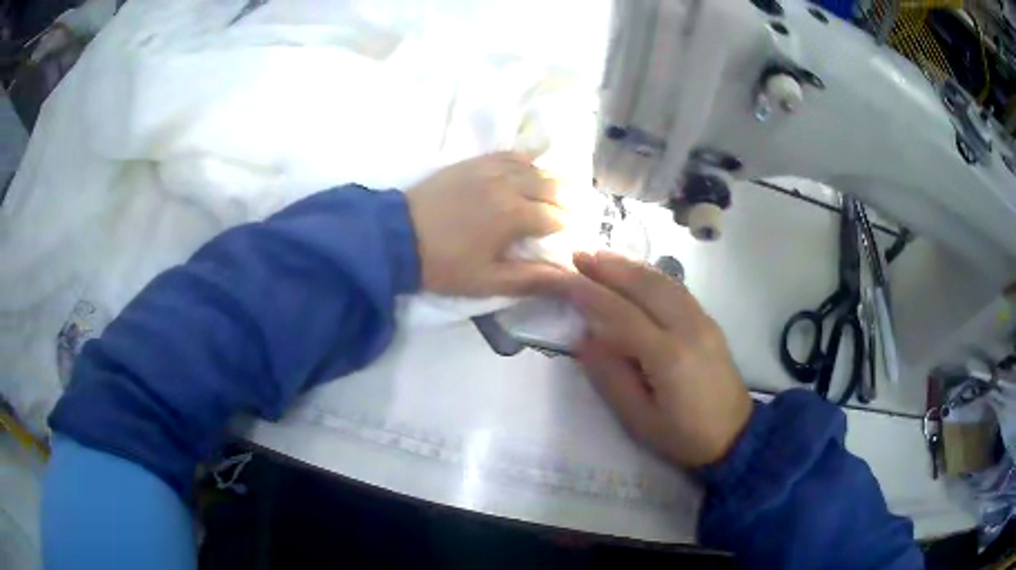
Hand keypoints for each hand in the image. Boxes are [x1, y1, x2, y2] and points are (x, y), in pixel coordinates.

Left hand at [407, 152, 568, 296]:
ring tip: (564, 190)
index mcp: (514, 216)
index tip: (579, 237)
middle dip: (570, 200)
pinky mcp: (473, 163)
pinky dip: (527, 162)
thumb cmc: (443, 264)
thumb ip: (530, 279)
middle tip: (581, 211)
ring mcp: (489, 169)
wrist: (396, 237)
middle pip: (552, 187)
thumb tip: (568, 278)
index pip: (556, 218)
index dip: (571, 228)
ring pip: (534, 168)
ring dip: (553, 179)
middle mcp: (508, 185)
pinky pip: (509, 155)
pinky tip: (532, 168)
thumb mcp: (486, 281)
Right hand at [564, 251, 752, 468]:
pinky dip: (652, 275)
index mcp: (668, 356)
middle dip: (610, 268)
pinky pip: (677, 289)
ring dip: (631, 266)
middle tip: (579, 255)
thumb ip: (610, 376)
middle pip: (646, 287)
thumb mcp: (638, 419)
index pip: (622, 314)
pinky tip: (637, 272)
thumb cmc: (682, 436)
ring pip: (663, 282)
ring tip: (601, 256)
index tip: (564, 278)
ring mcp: (703, 321)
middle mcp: (689, 328)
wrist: (734, 436)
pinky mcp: (709, 322)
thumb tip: (585, 337)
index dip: (590, 294)